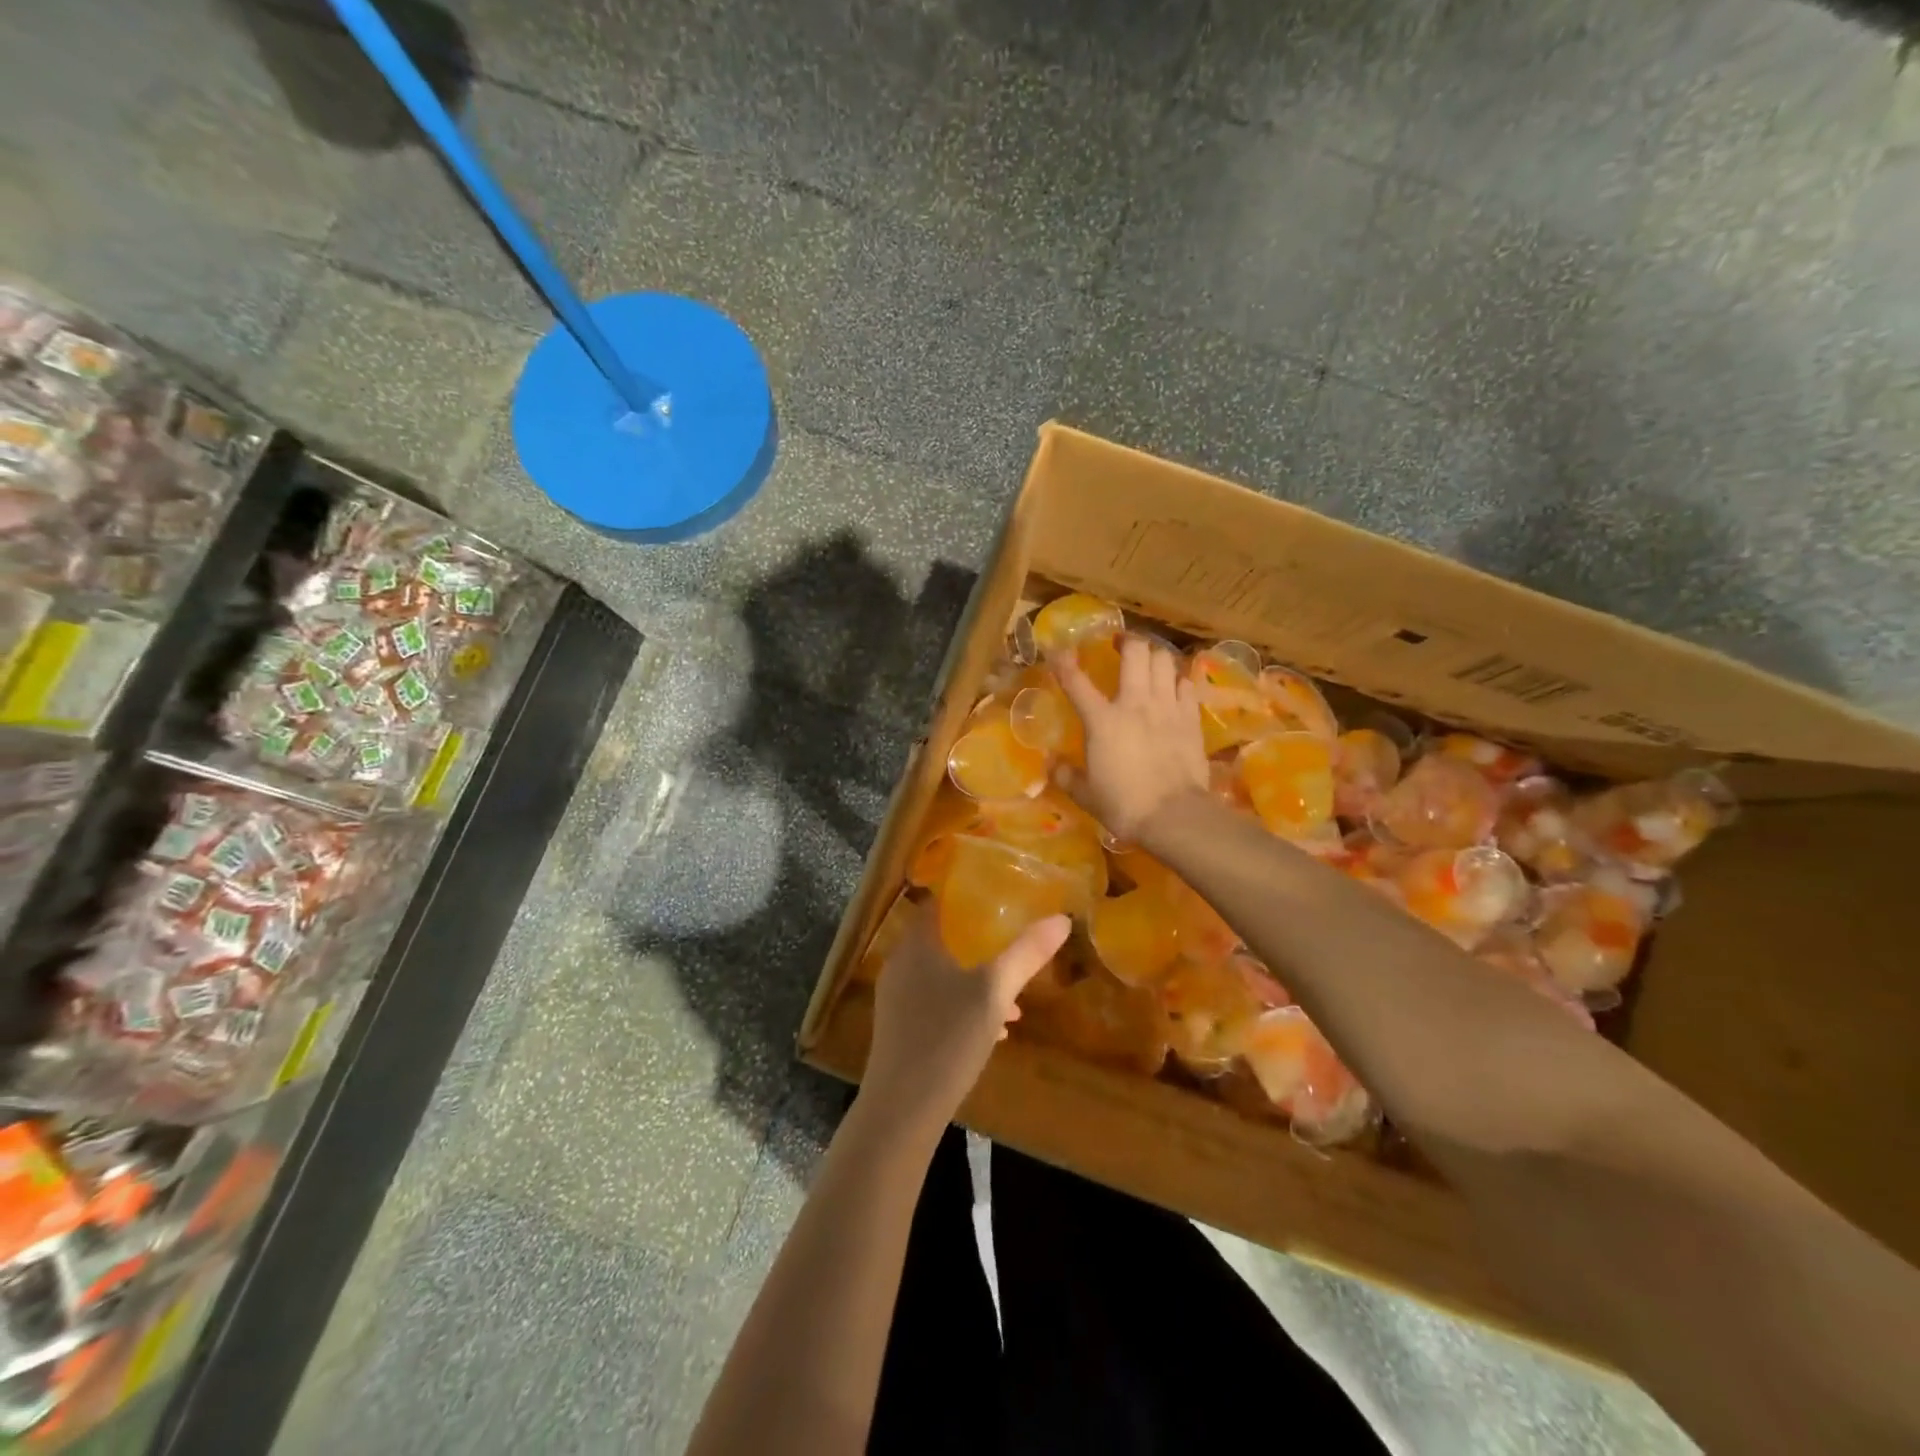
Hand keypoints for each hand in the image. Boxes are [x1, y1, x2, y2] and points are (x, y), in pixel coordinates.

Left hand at [863, 905, 1069, 1134]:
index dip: (964, 896)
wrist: (901, 1110)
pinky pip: (935, 1004)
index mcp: (916, 945)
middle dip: (978, 942)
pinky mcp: (899, 1030)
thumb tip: (1061, 919)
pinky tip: (995, 1030)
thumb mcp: (994, 993)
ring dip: (976, 979)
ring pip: (942, 975)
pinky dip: (963, 1006)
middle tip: (1012, 941)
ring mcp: (897, 999)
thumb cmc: (946, 1038)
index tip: (996, 896)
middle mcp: (900, 965)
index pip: (936, 903)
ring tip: (1014, 997)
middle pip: (942, 940)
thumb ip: (1026, 954)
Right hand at [1055, 635, 1208, 840]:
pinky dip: (1178, 680)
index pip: (1076, 682)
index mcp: (1101, 720)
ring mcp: (1167, 707)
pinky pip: (1186, 685)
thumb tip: (1052, 765)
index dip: (1063, 663)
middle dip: (1128, 642)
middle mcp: (1135, 703)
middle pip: (1136, 653)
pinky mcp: (1191, 719)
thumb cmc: (1123, 805)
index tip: (1056, 651)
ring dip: (1155, 656)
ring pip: (1165, 661)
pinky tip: (1174, 687)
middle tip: (1121, 645)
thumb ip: (1066, 775)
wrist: (1174, 816)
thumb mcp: (1085, 794)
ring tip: (1149, 662)